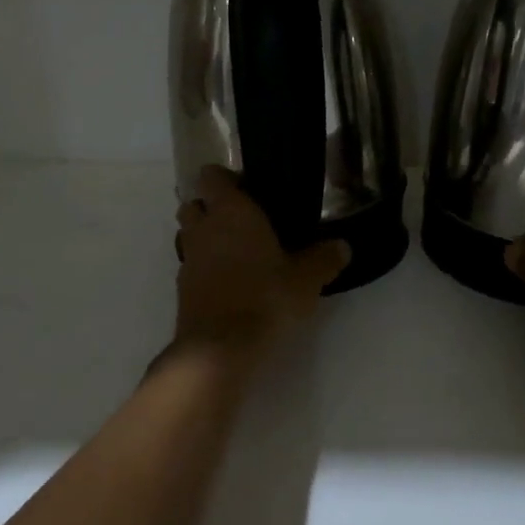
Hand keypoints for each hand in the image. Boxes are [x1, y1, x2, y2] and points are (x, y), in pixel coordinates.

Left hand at [171, 166, 349, 369]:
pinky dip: (205, 268)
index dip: (226, 179)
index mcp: (231, 211)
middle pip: (194, 204)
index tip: (249, 189)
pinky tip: (230, 282)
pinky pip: (192, 266)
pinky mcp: (182, 289)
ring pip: (189, 235)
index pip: (212, 176)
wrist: (220, 348)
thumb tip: (342, 246)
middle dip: (211, 208)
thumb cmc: (265, 298)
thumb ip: (324, 258)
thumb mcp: (307, 279)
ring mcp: (188, 259)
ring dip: (206, 238)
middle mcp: (203, 228)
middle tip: (243, 221)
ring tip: (237, 252)